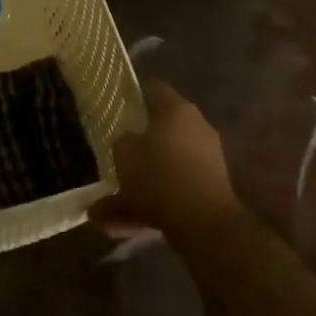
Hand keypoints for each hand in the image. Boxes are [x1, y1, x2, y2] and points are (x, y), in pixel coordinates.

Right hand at [91, 81, 241, 239]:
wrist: (202, 221)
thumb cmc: (159, 175)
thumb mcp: (124, 154)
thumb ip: (122, 143)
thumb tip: (127, 142)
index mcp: (178, 110)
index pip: (155, 90)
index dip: (136, 94)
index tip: (120, 103)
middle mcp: (197, 129)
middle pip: (161, 133)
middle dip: (136, 151)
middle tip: (115, 160)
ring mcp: (207, 160)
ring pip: (164, 169)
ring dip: (139, 186)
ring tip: (106, 212)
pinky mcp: (210, 190)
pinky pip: (173, 192)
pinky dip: (151, 205)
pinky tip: (123, 225)